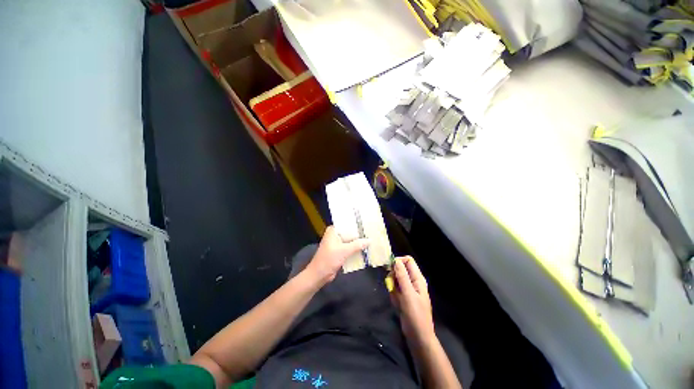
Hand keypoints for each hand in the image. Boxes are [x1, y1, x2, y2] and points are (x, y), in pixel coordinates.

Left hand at [305, 226, 368, 283]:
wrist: (319, 275)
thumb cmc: (329, 259)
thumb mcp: (344, 251)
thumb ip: (358, 245)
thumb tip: (370, 240)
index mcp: (333, 230)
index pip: (347, 224)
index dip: (356, 225)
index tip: (367, 225)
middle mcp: (334, 235)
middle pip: (349, 233)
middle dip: (359, 235)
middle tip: (371, 233)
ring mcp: (336, 243)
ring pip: (349, 241)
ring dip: (357, 243)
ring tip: (370, 241)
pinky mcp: (338, 252)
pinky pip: (349, 248)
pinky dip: (355, 249)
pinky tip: (364, 249)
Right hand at [390, 256, 434, 343]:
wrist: (418, 336)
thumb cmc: (415, 315)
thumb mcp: (408, 294)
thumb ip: (402, 276)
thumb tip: (396, 260)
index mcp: (418, 278)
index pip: (408, 260)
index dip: (399, 261)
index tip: (389, 268)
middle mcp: (413, 281)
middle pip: (400, 269)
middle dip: (393, 275)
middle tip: (391, 285)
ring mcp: (408, 289)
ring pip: (396, 279)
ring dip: (393, 287)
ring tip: (396, 298)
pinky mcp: (404, 297)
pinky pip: (395, 289)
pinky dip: (394, 295)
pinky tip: (397, 303)